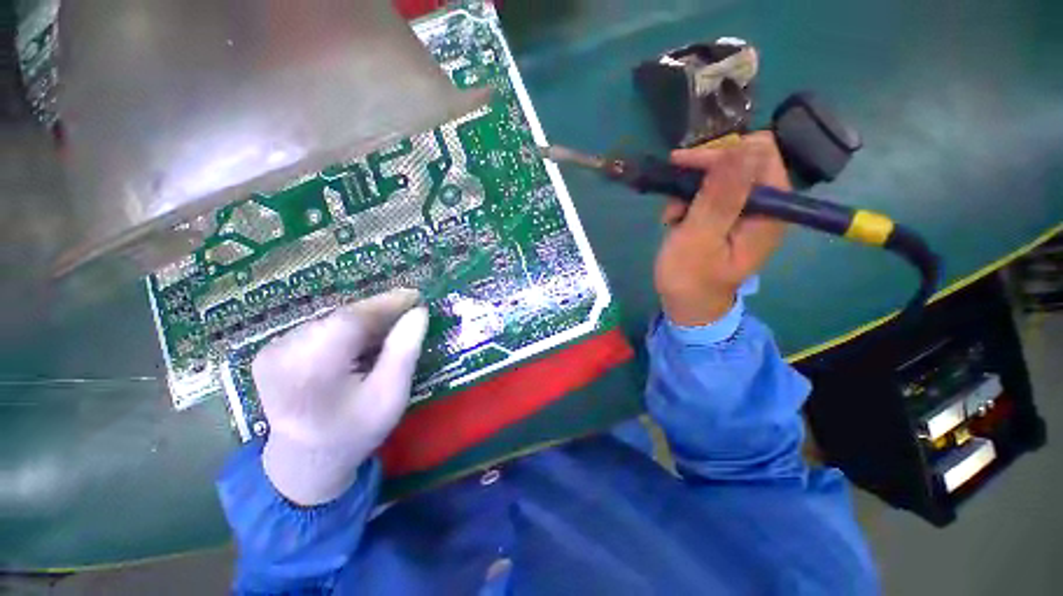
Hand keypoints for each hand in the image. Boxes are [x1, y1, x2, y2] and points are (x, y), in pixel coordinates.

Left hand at [253, 288, 428, 505]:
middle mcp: (282, 354)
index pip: (351, 319)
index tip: (416, 296)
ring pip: (332, 321)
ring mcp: (272, 352)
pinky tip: (362, 344)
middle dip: (378, 313)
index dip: (386, 303)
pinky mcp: (271, 352)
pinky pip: (320, 329)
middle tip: (409, 314)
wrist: (305, 462)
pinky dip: (346, 331)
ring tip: (389, 330)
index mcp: (310, 370)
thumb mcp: (390, 395)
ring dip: (364, 322)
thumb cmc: (355, 432)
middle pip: (341, 318)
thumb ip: (405, 351)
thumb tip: (419, 313)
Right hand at [654, 132, 789, 325]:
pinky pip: (712, 193)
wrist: (687, 304)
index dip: (722, 153)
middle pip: (741, 160)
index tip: (686, 166)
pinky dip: (689, 201)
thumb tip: (743, 146)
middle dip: (702, 172)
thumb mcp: (700, 238)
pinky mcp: (730, 217)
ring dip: (691, 189)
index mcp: (771, 209)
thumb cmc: (691, 277)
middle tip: (672, 193)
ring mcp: (748, 210)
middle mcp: (766, 204)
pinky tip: (675, 219)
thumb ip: (720, 196)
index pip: (759, 153)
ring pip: (721, 176)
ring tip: (671, 215)